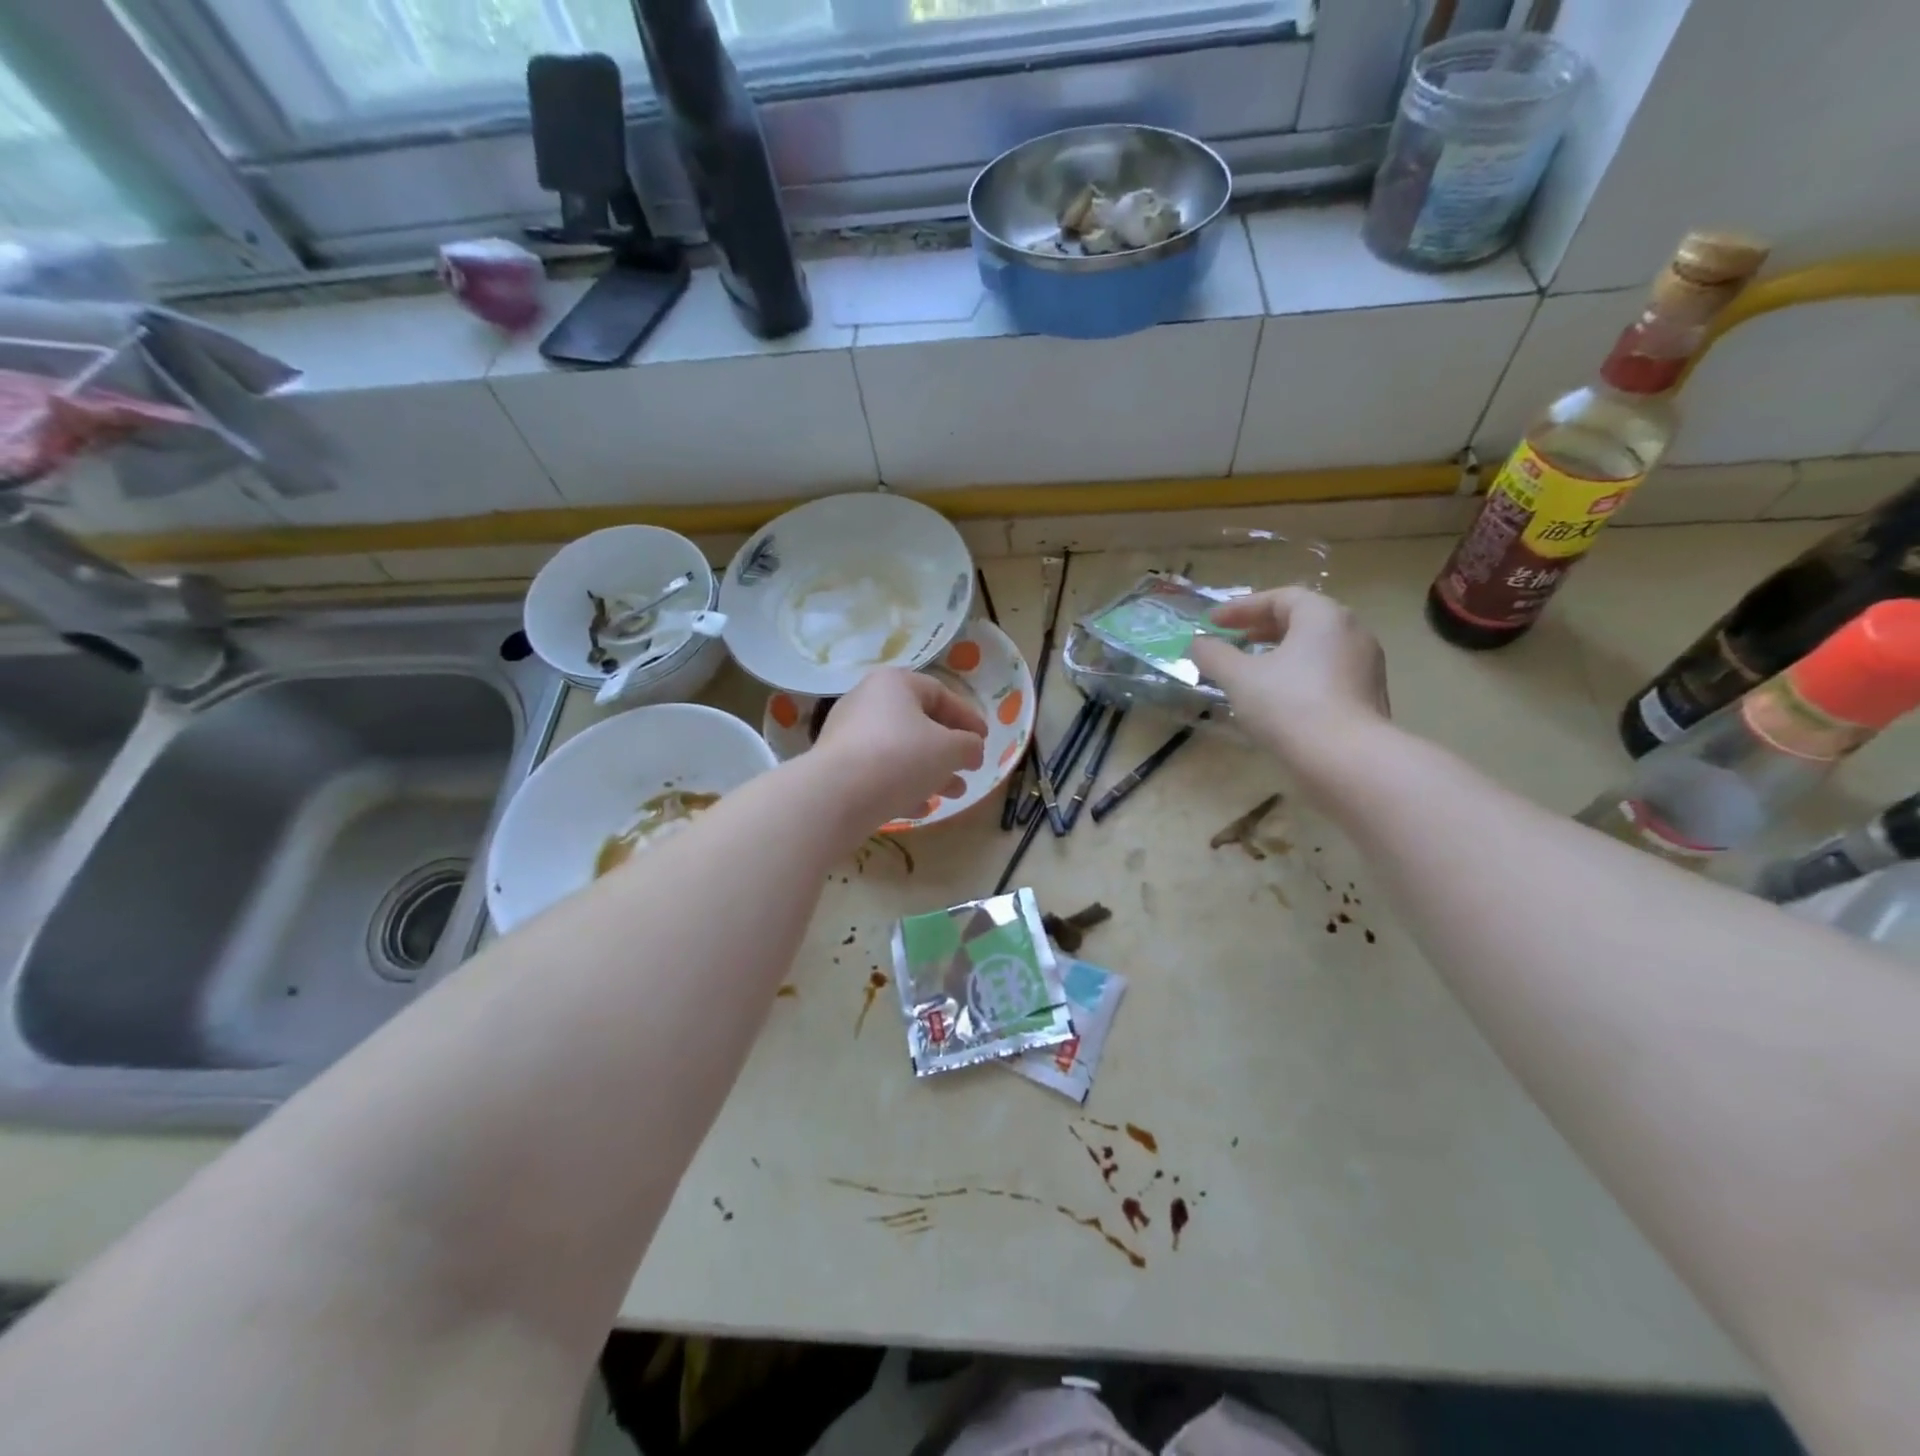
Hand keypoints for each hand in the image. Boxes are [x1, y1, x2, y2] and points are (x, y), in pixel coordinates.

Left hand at [813, 668, 987, 826]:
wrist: (838, 795)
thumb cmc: (901, 757)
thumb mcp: (950, 749)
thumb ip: (969, 745)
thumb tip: (972, 749)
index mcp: (894, 684)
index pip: (939, 693)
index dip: (967, 717)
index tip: (985, 740)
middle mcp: (867, 702)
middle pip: (918, 723)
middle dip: (948, 750)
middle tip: (969, 769)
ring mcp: (848, 736)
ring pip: (899, 751)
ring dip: (930, 772)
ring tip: (953, 794)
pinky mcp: (838, 768)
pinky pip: (878, 773)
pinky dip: (902, 786)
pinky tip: (921, 808)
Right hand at [1190, 587, 1389, 773]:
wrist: (1347, 759)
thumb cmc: (1289, 706)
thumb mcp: (1239, 677)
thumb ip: (1214, 655)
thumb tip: (1198, 643)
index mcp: (1323, 616)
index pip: (1280, 598)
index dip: (1242, 608)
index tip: (1213, 623)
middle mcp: (1352, 631)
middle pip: (1302, 620)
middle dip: (1262, 628)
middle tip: (1232, 641)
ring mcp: (1366, 665)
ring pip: (1316, 649)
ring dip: (1280, 653)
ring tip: (1252, 671)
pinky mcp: (1369, 696)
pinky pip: (1328, 674)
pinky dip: (1299, 675)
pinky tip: (1278, 699)